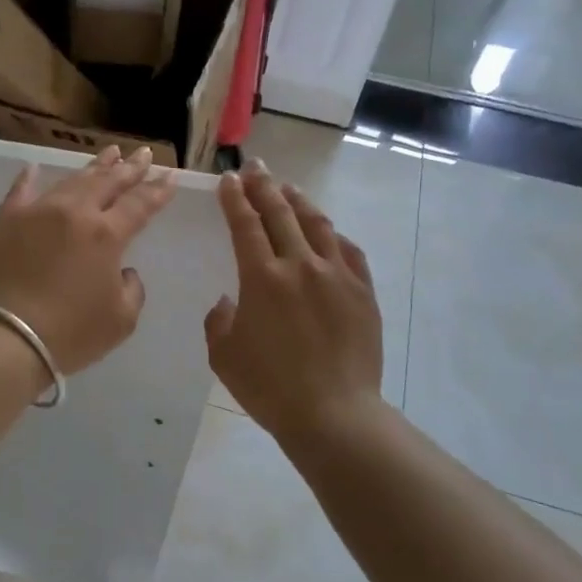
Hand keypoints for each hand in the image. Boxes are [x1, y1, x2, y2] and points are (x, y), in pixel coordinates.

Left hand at [0, 146, 176, 375]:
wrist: (5, 338)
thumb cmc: (70, 334)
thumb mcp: (121, 319)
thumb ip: (131, 288)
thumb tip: (121, 270)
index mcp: (106, 234)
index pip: (139, 204)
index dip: (157, 190)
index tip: (170, 176)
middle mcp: (74, 212)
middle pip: (107, 182)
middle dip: (129, 167)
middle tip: (143, 153)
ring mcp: (36, 212)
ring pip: (71, 181)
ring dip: (93, 167)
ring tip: (109, 153)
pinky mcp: (5, 221)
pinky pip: (20, 191)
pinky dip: (29, 178)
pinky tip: (35, 168)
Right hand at [205, 161, 384, 444]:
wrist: (333, 414)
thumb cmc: (269, 388)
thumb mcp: (223, 355)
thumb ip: (219, 320)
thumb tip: (231, 302)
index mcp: (262, 278)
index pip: (245, 224)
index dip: (235, 199)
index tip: (229, 180)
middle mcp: (300, 265)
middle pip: (281, 214)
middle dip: (265, 186)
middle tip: (256, 168)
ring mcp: (337, 276)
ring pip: (317, 224)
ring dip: (299, 202)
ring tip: (288, 189)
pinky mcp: (362, 292)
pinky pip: (348, 251)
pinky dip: (333, 235)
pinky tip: (327, 232)